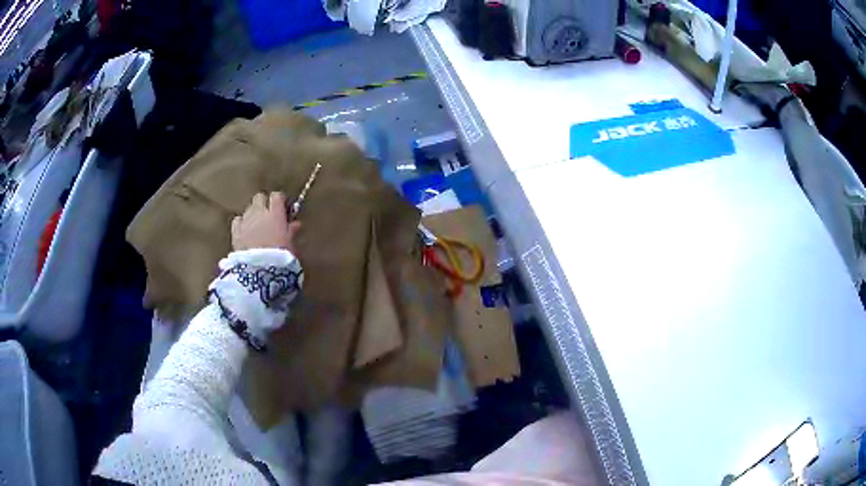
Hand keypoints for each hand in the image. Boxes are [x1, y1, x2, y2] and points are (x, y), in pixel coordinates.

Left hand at [231, 192, 300, 253]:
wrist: (259, 271)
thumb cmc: (280, 257)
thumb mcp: (291, 244)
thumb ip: (292, 231)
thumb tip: (295, 223)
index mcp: (275, 213)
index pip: (277, 196)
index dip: (280, 201)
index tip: (285, 210)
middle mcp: (259, 212)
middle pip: (260, 197)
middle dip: (265, 203)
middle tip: (270, 216)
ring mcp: (245, 221)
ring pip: (248, 208)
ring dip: (254, 214)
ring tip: (258, 226)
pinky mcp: (235, 232)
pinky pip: (238, 220)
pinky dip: (242, 223)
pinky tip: (246, 231)